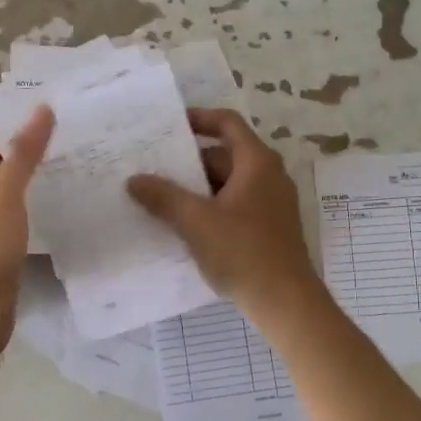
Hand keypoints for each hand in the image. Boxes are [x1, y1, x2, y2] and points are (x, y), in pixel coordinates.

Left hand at [0, 106, 54, 364]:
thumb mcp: (5, 194)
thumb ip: (22, 154)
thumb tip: (41, 110)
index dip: (15, 124)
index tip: (52, 114)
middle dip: (28, 152)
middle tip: (71, 142)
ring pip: (8, 194)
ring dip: (33, 182)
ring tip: (71, 171)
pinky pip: (15, 219)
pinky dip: (33, 209)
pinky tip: (57, 212)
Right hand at [127, 108, 322, 317]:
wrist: (286, 302)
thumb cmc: (243, 252)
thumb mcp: (196, 222)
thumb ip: (164, 197)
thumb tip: (134, 180)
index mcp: (257, 163)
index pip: (228, 123)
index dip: (200, 118)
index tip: (170, 126)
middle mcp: (269, 176)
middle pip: (225, 155)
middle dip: (190, 161)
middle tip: (155, 167)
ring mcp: (272, 203)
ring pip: (228, 183)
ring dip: (198, 188)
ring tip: (161, 197)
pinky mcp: (269, 228)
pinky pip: (235, 205)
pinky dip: (211, 207)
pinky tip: (185, 225)